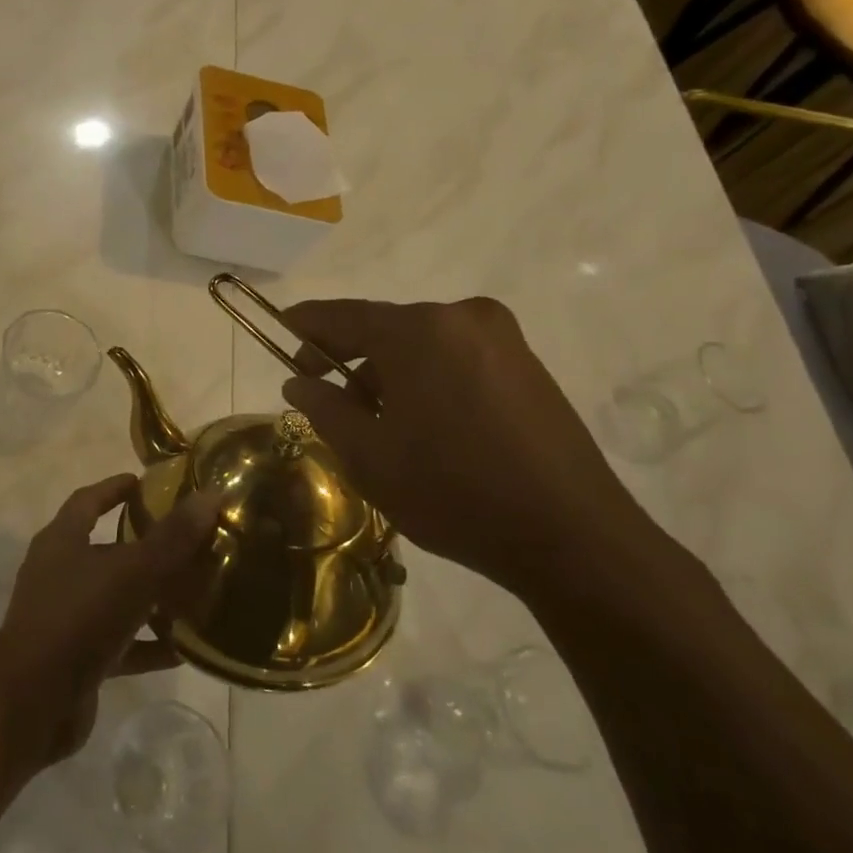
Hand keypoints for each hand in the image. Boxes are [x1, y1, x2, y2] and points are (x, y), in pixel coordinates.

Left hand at [0, 474, 218, 775]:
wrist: (31, 704)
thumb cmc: (78, 619)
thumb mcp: (131, 572)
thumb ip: (172, 537)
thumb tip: (210, 495)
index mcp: (62, 541)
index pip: (88, 500)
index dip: (115, 488)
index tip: (146, 482)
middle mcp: (59, 573)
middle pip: (106, 549)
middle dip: (144, 544)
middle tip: (187, 540)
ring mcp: (65, 617)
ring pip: (116, 598)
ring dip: (151, 597)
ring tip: (196, 592)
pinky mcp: (76, 659)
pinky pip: (120, 643)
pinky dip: (148, 643)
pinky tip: (184, 649)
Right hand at [280, 297, 664, 601]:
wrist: (572, 536)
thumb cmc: (453, 491)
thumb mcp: (368, 455)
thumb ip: (324, 408)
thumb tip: (298, 382)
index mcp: (418, 331)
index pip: (342, 316)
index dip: (305, 325)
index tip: (280, 332)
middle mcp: (461, 318)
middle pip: (384, 329)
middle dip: (348, 359)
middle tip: (323, 397)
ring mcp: (502, 339)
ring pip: (421, 345)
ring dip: (389, 373)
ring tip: (377, 424)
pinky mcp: (527, 364)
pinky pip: (456, 358)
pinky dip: (427, 379)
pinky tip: (424, 425)